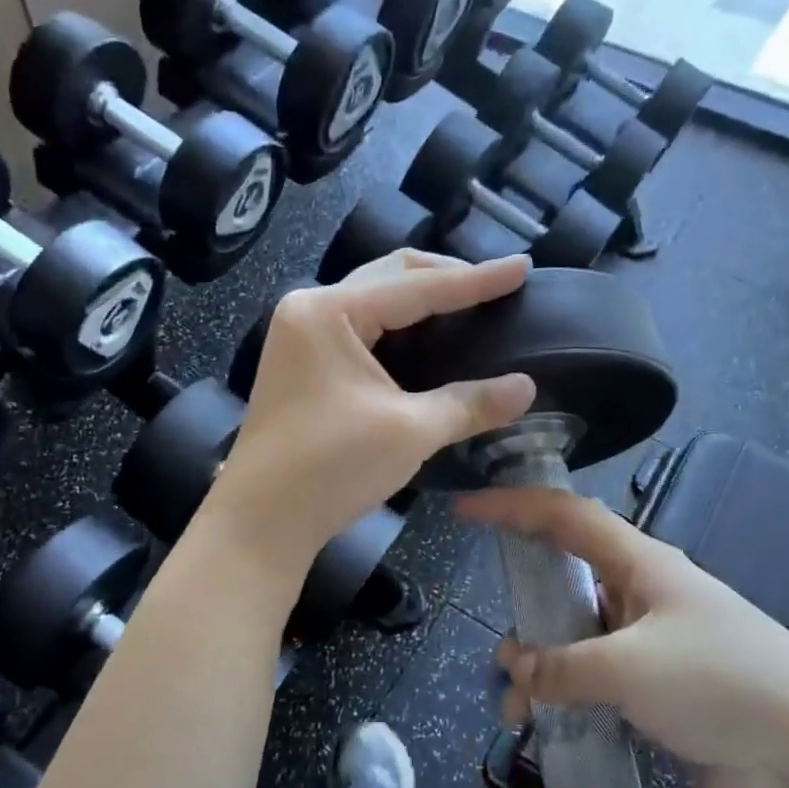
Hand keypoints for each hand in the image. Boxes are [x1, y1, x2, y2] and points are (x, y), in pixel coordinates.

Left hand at [212, 251, 537, 567]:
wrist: (261, 520)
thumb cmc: (331, 467)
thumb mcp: (410, 431)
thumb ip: (470, 403)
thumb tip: (527, 388)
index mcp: (329, 311)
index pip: (416, 286)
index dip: (476, 280)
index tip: (522, 267)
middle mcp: (310, 310)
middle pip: (389, 276)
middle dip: (444, 277)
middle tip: (494, 286)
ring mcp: (301, 336)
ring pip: (373, 299)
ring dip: (419, 299)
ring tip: (467, 306)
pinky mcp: (303, 363)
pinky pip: (359, 326)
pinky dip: (397, 327)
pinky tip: (427, 339)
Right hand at [461, 487, 788, 787]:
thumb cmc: (718, 681)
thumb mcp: (629, 666)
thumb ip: (562, 666)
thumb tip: (516, 669)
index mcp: (641, 563)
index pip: (565, 517)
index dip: (513, 505)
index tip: (467, 509)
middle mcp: (642, 595)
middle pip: (567, 580)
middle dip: (526, 607)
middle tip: (500, 640)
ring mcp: (650, 644)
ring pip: (575, 639)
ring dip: (540, 666)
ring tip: (516, 703)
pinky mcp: (657, 691)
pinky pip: (593, 683)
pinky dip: (563, 699)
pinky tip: (544, 728)